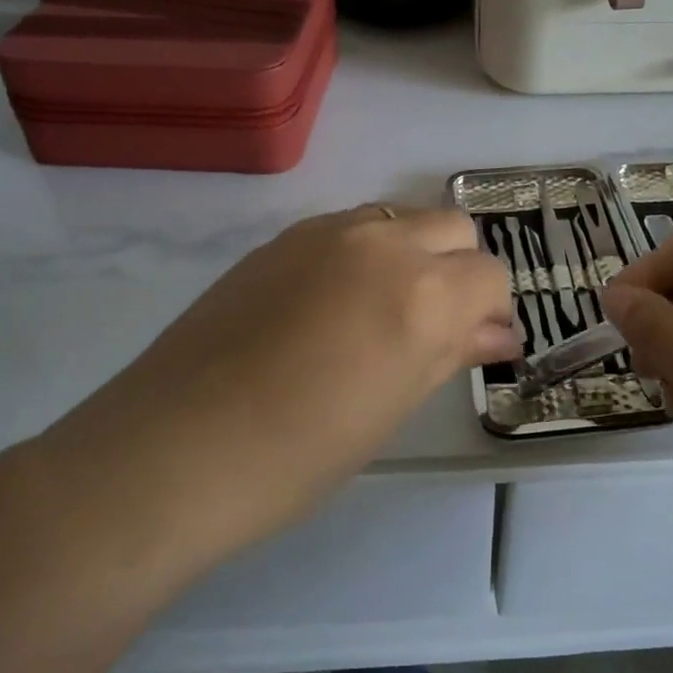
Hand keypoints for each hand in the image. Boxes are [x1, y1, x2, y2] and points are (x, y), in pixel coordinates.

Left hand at [51, 205, 515, 573]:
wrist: (174, 448)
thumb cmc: (300, 454)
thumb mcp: (393, 407)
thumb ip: (451, 353)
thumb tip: (498, 334)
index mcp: (423, 292)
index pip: (490, 275)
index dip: (491, 310)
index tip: (476, 344)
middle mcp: (383, 242)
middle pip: (453, 227)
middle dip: (460, 269)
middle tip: (437, 325)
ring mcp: (327, 230)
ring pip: (401, 218)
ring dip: (413, 254)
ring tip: (383, 312)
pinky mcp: (283, 236)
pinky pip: (351, 227)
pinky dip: (366, 252)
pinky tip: (334, 305)